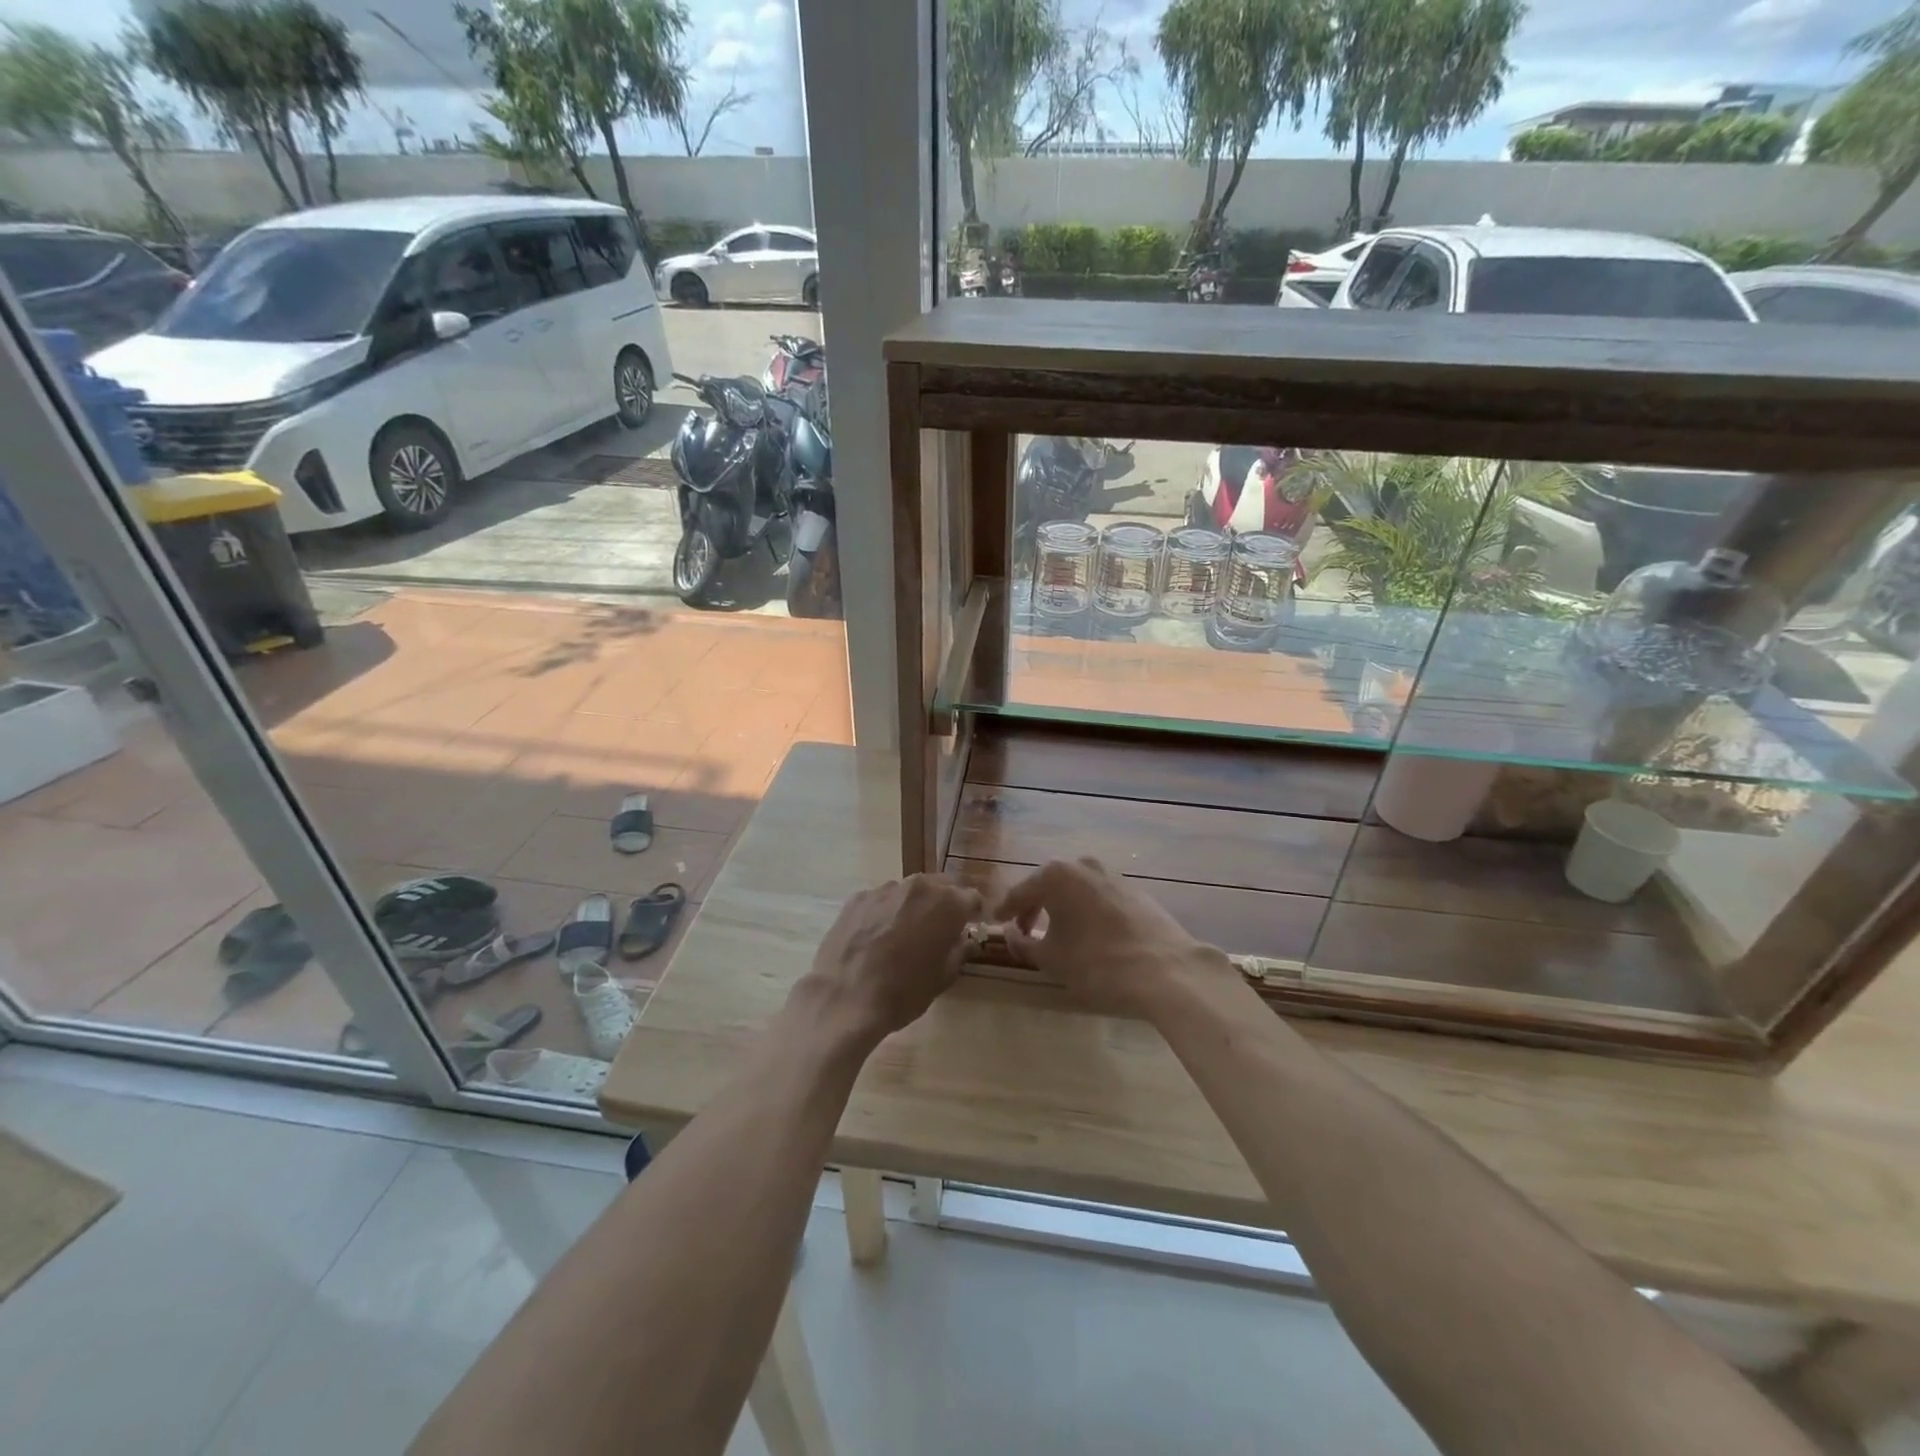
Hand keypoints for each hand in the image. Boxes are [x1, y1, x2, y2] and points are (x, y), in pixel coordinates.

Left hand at [796, 874, 982, 1046]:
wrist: (844, 999)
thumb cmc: (904, 992)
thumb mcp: (943, 977)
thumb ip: (960, 951)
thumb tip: (967, 940)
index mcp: (947, 904)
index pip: (972, 898)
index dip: (973, 913)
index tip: (969, 927)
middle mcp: (918, 886)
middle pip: (941, 886)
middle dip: (945, 904)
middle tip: (939, 929)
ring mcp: (885, 889)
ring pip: (910, 891)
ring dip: (914, 905)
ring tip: (904, 933)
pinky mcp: (858, 897)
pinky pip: (882, 899)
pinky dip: (886, 911)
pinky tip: (876, 936)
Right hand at [992, 857, 1230, 1017]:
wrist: (1165, 970)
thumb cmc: (1097, 963)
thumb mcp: (1051, 958)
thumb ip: (1023, 942)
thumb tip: (1010, 932)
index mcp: (1056, 874)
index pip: (1020, 891)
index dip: (1005, 909)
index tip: (995, 923)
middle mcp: (1082, 864)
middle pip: (1047, 884)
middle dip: (1034, 906)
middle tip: (1024, 930)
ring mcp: (1111, 874)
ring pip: (1074, 888)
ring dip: (1061, 907)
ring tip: (1056, 933)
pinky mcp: (1133, 889)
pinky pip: (1097, 895)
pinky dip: (1084, 909)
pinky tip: (1087, 932)